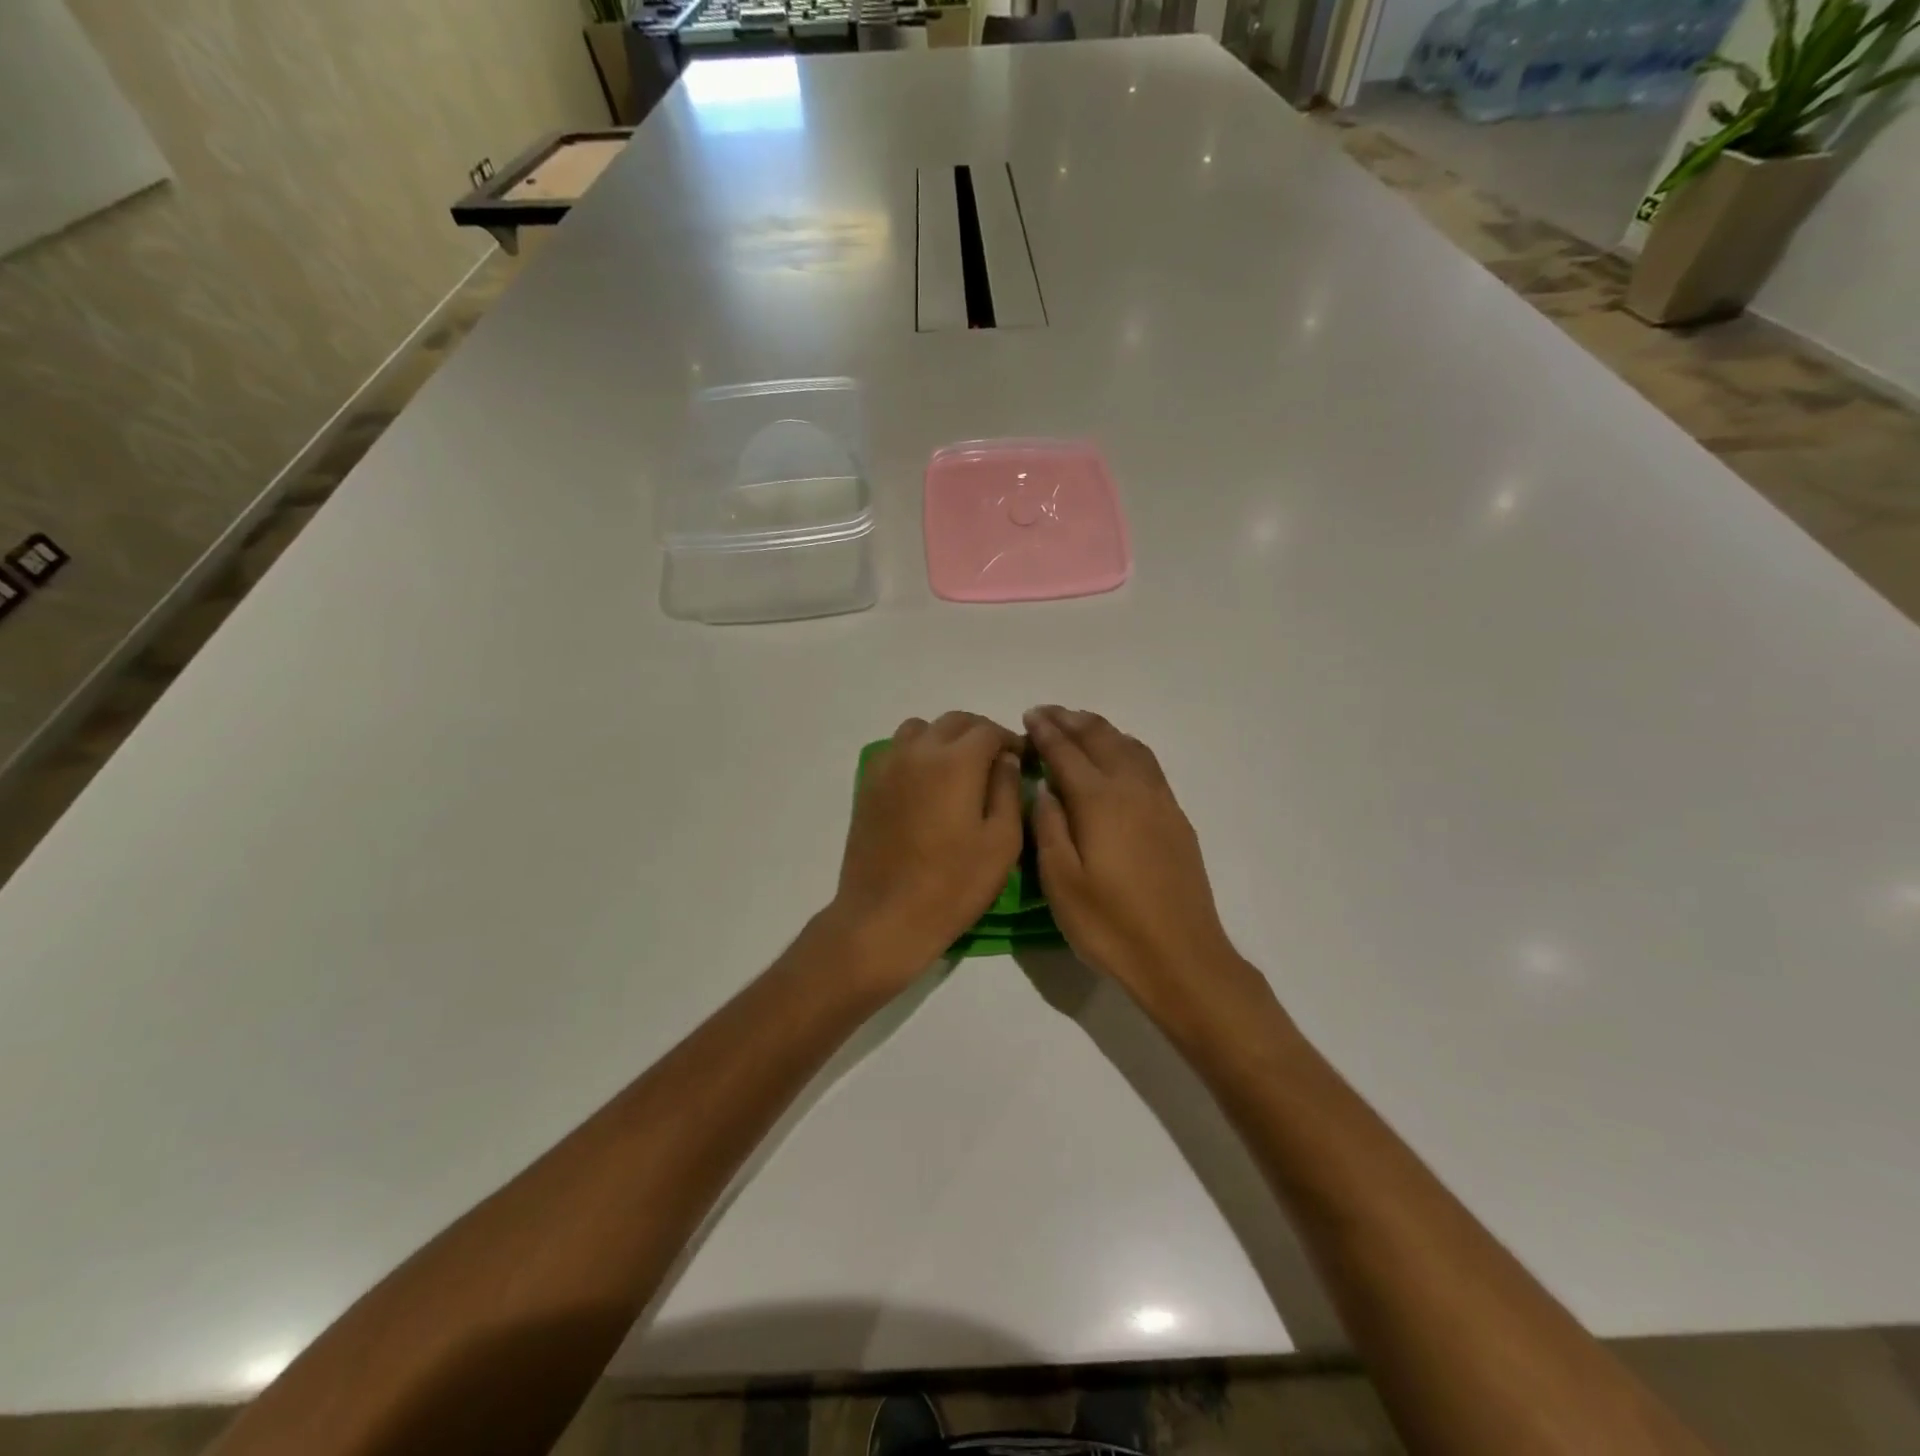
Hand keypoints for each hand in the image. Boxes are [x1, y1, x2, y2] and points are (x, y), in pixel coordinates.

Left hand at [830, 712, 1022, 982]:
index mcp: (955, 761)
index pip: (989, 730)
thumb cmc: (953, 885)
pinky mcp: (868, 784)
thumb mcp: (1002, 842)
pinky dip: (917, 752)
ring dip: (945, 739)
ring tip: (959, 770)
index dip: (1011, 740)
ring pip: (921, 729)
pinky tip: (927, 784)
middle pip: (954, 722)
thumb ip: (1008, 790)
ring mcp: (888, 765)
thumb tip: (1005, 758)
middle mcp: (918, 751)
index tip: (1023, 760)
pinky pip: (896, 749)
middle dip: (980, 734)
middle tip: (996, 763)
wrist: (884, 917)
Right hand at [1024, 706, 1270, 1022]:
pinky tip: (1118, 754)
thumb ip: (1049, 827)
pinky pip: (1147, 762)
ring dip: (1100, 728)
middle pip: (1100, 739)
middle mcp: (1131, 789)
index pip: (1066, 753)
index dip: (1046, 732)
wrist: (1181, 956)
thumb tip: (1046, 788)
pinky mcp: (1175, 817)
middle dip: (1071, 721)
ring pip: (1128, 745)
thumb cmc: (1110, 925)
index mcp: (1099, 801)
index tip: (1029, 716)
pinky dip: (1125, 745)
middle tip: (1047, 713)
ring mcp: (1159, 801)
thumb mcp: (1061, 882)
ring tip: (1078, 724)